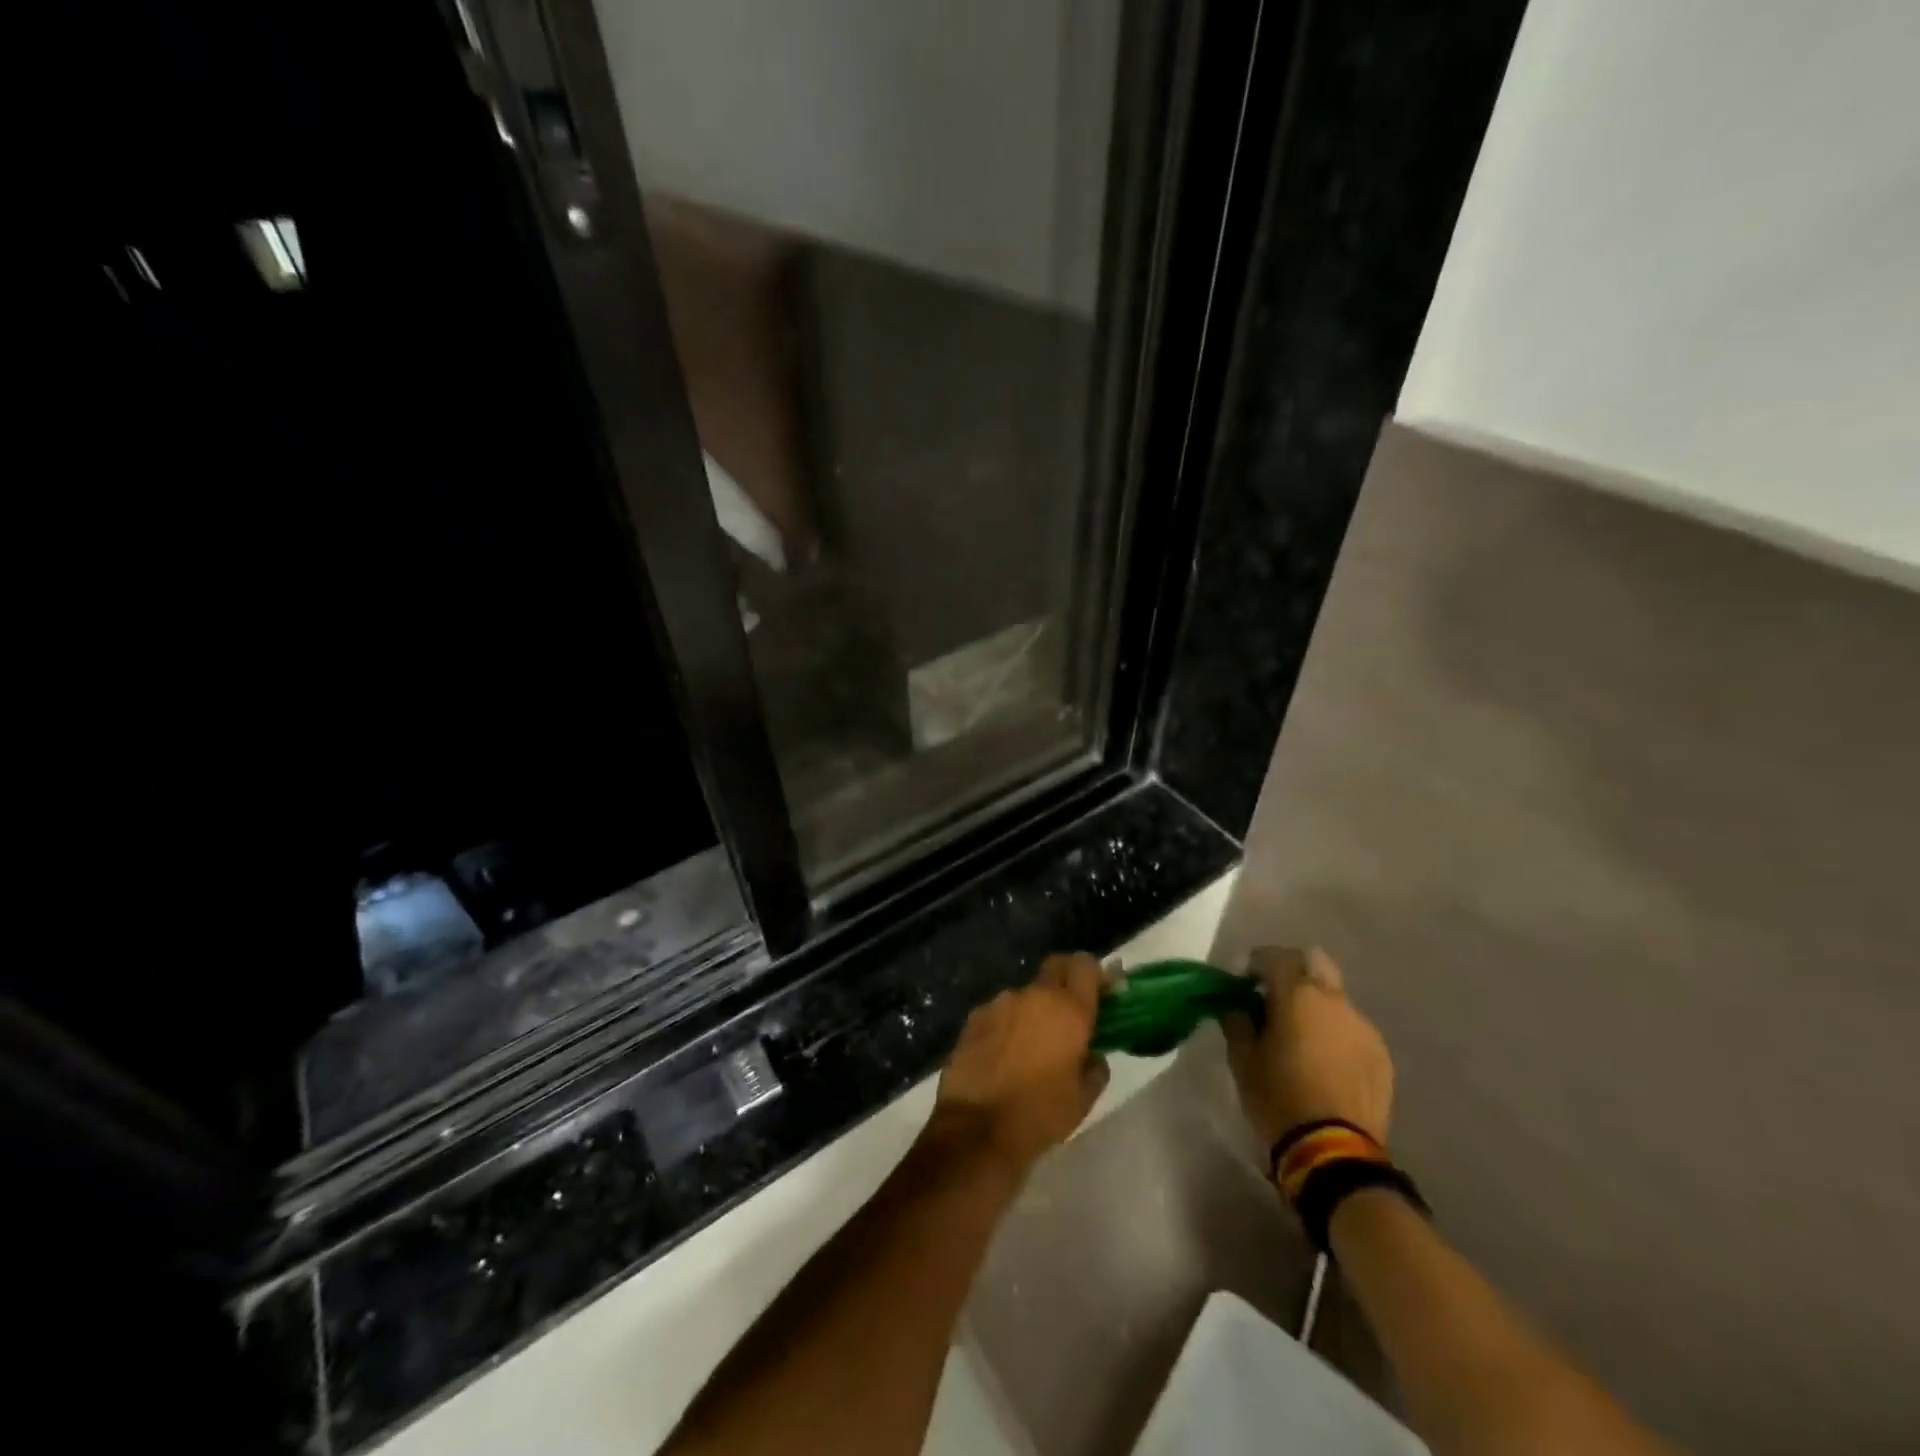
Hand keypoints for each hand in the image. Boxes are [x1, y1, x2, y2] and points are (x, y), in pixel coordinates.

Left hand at [929, 953, 1109, 1175]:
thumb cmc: (1040, 1115)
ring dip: (1034, 1008)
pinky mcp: (974, 1017)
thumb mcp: (1083, 1099)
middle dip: (1066, 981)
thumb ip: (1094, 1068)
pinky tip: (1004, 1054)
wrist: (976, 1129)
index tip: (1101, 993)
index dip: (1095, 974)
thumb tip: (1092, 1055)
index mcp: (1068, 1009)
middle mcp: (1034, 994)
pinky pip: (1000, 1011)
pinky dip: (1008, 1024)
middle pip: (1055, 967)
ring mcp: (1000, 1002)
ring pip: (1026, 993)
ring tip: (1032, 1044)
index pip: (1086, 965)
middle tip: (1070, 1012)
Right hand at [1223, 946, 1393, 1147]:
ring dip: (1316, 1004)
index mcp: (1298, 994)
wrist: (1334, 1153)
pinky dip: (1335, 1031)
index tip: (1242, 983)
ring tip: (1300, 1035)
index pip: (1274, 956)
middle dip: (1292, 970)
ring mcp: (1363, 1027)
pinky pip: (1352, 1028)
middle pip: (1314, 961)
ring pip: (1335, 997)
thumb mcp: (1242, 1059)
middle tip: (1273, 996)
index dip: (1255, 963)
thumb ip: (1237, 1022)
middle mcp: (1335, 1000)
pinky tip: (1323, 1060)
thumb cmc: (1279, 1097)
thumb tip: (1238, 1006)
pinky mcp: (1381, 1055)